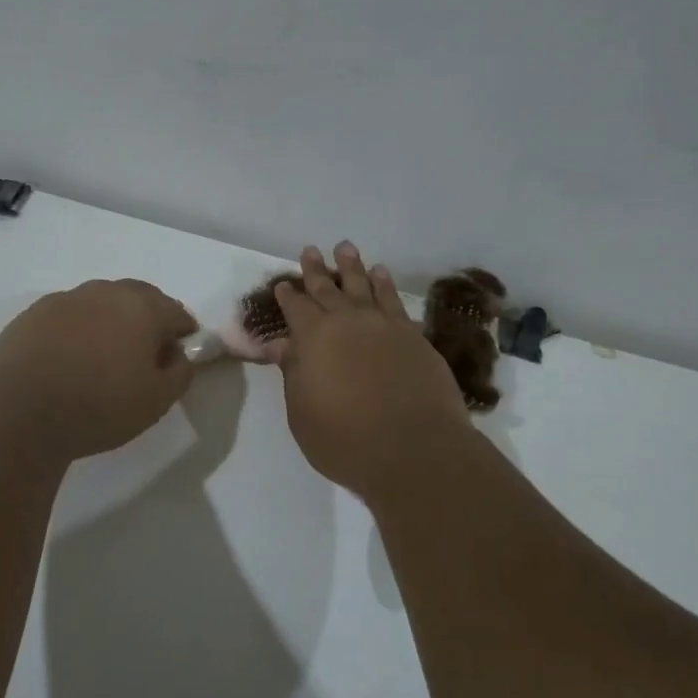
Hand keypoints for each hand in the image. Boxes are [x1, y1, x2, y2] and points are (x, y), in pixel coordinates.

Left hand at [0, 279, 197, 458]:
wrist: (20, 411)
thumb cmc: (100, 406)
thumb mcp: (157, 401)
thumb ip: (180, 372)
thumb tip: (177, 355)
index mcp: (142, 307)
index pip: (176, 312)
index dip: (184, 334)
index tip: (178, 356)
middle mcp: (105, 292)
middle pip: (138, 298)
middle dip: (148, 319)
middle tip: (144, 353)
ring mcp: (65, 299)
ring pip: (100, 303)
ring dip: (110, 321)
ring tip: (103, 356)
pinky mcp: (33, 314)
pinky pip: (68, 316)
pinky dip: (77, 330)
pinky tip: (69, 359)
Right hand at [272, 244, 475, 498]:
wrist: (414, 450)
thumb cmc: (345, 439)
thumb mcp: (302, 413)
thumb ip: (294, 374)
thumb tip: (286, 346)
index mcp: (313, 338)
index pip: (296, 308)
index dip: (288, 296)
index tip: (283, 285)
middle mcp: (348, 321)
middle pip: (328, 288)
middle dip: (316, 270)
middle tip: (310, 251)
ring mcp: (384, 325)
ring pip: (364, 285)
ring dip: (352, 266)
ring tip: (345, 248)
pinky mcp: (413, 336)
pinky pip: (394, 300)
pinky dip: (385, 284)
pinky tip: (382, 274)